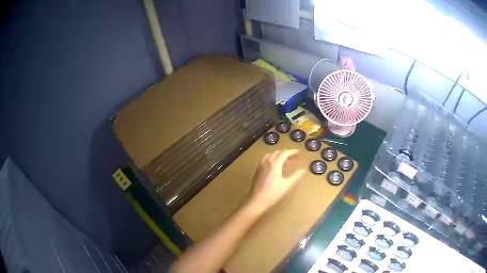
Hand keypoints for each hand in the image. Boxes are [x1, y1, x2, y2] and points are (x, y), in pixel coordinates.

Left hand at [249, 150, 305, 210]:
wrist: (257, 201)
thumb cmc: (273, 193)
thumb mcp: (287, 185)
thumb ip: (296, 176)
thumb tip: (303, 169)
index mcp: (274, 164)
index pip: (284, 153)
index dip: (292, 152)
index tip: (298, 152)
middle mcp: (267, 162)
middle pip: (277, 153)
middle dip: (286, 154)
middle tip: (294, 158)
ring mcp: (260, 166)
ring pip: (270, 155)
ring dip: (278, 156)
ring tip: (285, 162)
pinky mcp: (257, 171)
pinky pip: (265, 160)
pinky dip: (272, 159)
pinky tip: (275, 167)